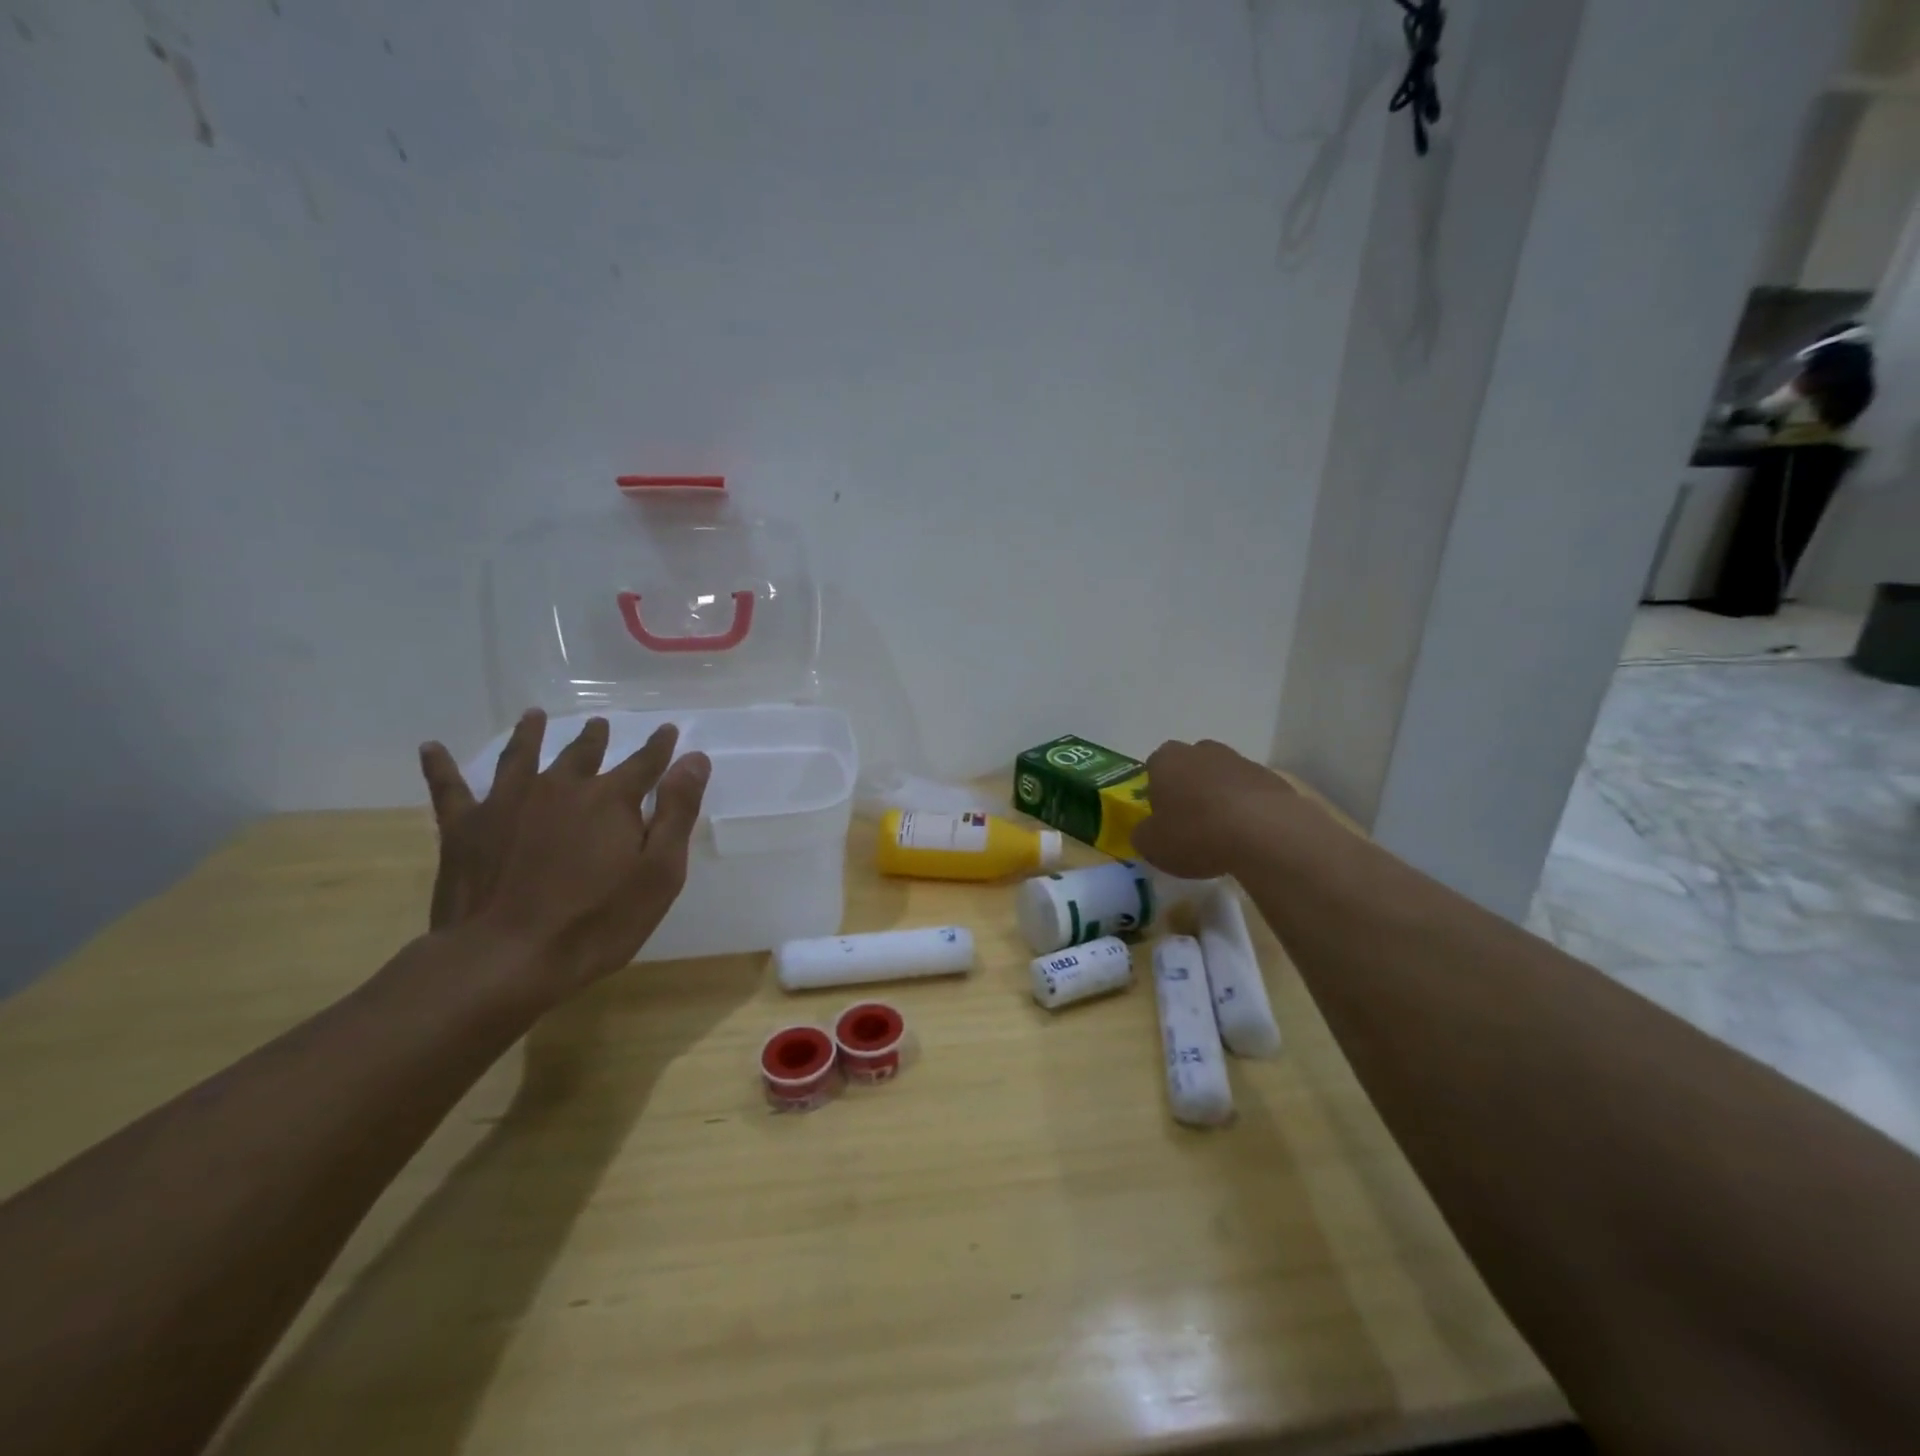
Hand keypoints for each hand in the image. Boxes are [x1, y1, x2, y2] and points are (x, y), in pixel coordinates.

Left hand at [416, 710, 711, 1003]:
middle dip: (595, 738)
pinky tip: (432, 748)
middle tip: (600, 724)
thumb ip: (677, 812)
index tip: (669, 729)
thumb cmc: (596, 922)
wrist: (504, 959)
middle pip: (582, 754)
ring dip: (530, 734)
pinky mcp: (465, 828)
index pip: (644, 763)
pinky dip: (441, 766)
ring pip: (522, 757)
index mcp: (611, 799)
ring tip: (534, 716)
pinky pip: (449, 788)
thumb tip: (694, 759)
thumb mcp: (659, 873)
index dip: (659, 746)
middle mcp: (560, 788)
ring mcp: (508, 803)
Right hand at [1131, 738, 1297, 879]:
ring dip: (1219, 799)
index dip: (1156, 794)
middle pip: (1189, 768)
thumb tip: (1147, 831)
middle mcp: (1201, 750)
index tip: (1163, 819)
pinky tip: (1248, 836)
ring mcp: (1240, 760)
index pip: (1153, 769)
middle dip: (1189, 790)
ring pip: (1221, 778)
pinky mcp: (1271, 777)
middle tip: (1191, 824)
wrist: (1264, 832)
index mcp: (1166, 759)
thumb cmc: (1196, 832)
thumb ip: (1143, 834)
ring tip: (1222, 834)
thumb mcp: (1152, 845)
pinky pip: (1250, 793)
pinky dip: (1247, 809)